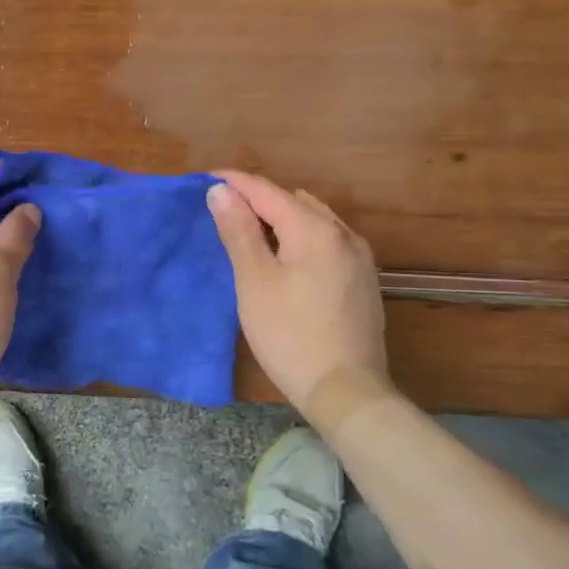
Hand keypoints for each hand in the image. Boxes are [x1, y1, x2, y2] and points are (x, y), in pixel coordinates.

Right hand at [207, 172, 391, 416]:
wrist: (346, 391)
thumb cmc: (289, 335)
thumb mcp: (254, 282)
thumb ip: (239, 231)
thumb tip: (222, 191)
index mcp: (314, 229)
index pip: (267, 191)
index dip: (235, 182)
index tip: (205, 178)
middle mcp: (343, 233)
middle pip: (293, 201)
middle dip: (257, 198)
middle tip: (223, 208)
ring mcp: (359, 257)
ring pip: (314, 219)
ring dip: (281, 216)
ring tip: (251, 229)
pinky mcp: (363, 280)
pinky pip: (327, 240)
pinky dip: (301, 235)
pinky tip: (288, 255)